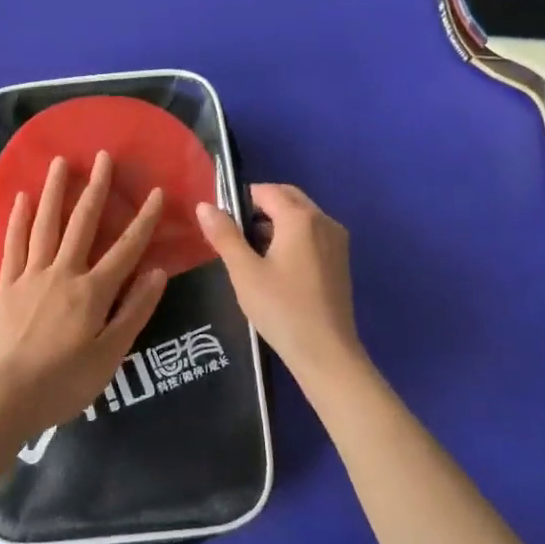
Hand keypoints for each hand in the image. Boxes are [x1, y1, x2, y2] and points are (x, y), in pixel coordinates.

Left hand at [0, 153, 167, 437]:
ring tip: (60, 162)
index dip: (143, 219)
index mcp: (93, 291)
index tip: (155, 191)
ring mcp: (31, 275)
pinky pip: (14, 244)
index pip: (126, 249)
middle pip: (82, 223)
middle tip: (103, 156)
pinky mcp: (8, 285)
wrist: (6, 397)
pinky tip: (22, 199)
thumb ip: (134, 311)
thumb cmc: (64, 382)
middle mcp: (63, 273)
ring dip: (55, 191)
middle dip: (95, 188)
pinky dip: (18, 219)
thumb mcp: (110, 355)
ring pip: (45, 224)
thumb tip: (157, 271)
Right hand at [196, 183, 366, 379]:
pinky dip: (292, 237)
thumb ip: (224, 235)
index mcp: (300, 218)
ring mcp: (336, 240)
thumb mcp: (244, 271)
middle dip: (259, 208)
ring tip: (250, 252)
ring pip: (301, 216)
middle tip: (234, 235)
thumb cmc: (281, 309)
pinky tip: (275, 266)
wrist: (326, 353)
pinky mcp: (340, 260)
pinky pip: (312, 233)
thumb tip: (204, 205)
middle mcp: (324, 220)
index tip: (222, 223)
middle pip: (287, 198)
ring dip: (275, 223)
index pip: (266, 190)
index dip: (240, 200)